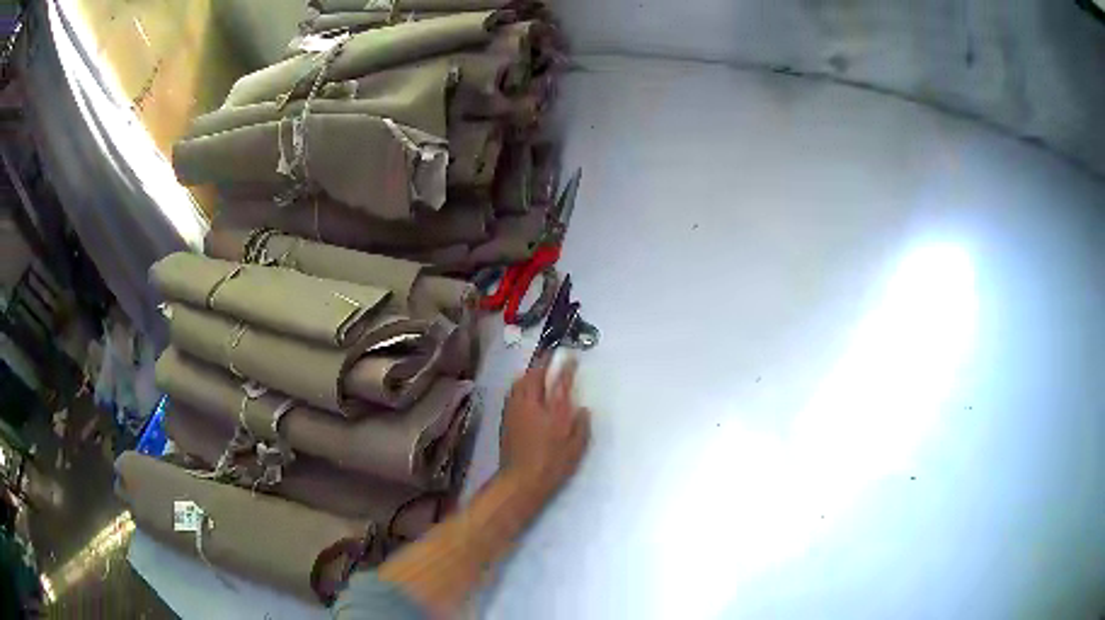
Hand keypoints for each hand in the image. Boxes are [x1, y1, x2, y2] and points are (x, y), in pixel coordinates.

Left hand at [499, 357, 590, 500]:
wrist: (521, 479)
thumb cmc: (553, 465)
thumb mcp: (576, 449)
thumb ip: (580, 426)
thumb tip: (582, 409)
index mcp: (554, 412)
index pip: (561, 382)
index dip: (566, 367)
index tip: (570, 356)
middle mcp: (533, 406)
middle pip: (535, 376)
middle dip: (542, 363)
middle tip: (549, 355)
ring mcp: (516, 411)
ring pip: (520, 383)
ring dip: (528, 373)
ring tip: (535, 369)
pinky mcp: (506, 419)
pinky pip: (512, 393)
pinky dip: (519, 385)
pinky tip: (523, 389)